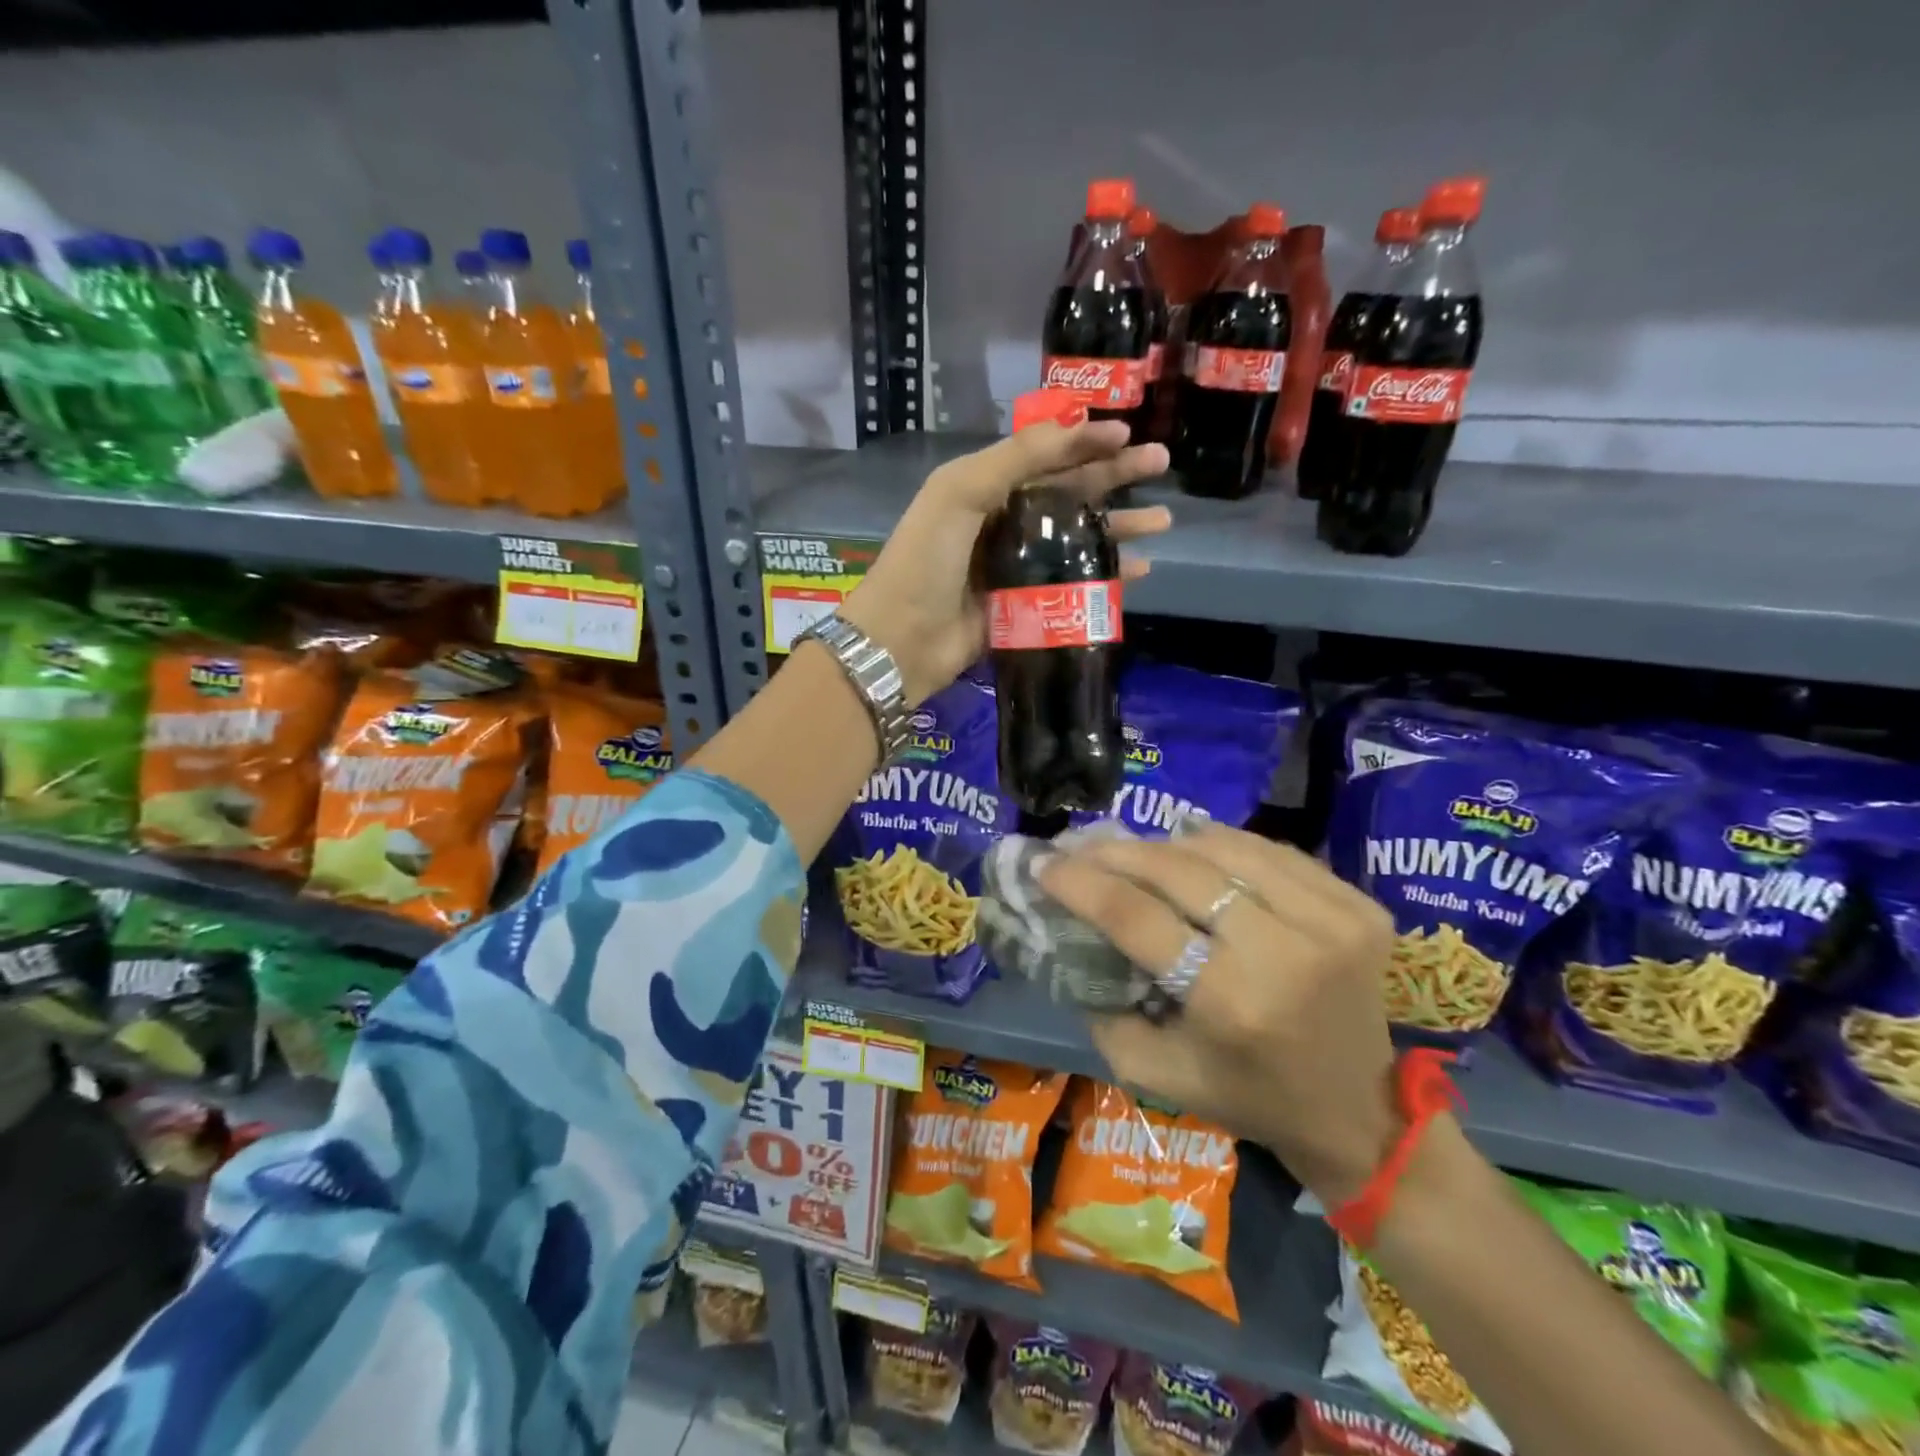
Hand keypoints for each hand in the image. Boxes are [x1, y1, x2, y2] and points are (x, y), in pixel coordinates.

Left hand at [838, 421, 1169, 706]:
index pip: (1045, 456)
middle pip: (1068, 493)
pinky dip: (1105, 577)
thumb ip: (1017, 457)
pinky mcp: (1026, 608)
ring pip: (1077, 539)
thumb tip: (1077, 426)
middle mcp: (1003, 523)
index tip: (1129, 434)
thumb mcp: (960, 492)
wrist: (901, 640)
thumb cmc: (926, 559)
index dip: (1086, 442)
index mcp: (985, 489)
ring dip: (1119, 528)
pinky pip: (1073, 585)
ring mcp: (1017, 567)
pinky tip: (1138, 572)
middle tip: (1162, 463)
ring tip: (1163, 520)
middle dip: (1115, 477)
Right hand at [1038, 822, 1402, 1206]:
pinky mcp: (1361, 906)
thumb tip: (1068, 937)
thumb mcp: (1157, 1072)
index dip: (1081, 882)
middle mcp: (1285, 951)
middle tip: (1081, 845)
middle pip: (1180, 870)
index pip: (1137, 917)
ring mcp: (1332, 921)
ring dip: (1168, 842)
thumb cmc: (1249, 1097)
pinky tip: (1196, 851)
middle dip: (1118, 851)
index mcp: (1231, 1002)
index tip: (1043, 861)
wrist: (1360, 1113)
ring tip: (1136, 848)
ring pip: (1226, 848)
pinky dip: (1224, 845)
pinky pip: (1273, 851)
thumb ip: (1103, 1009)